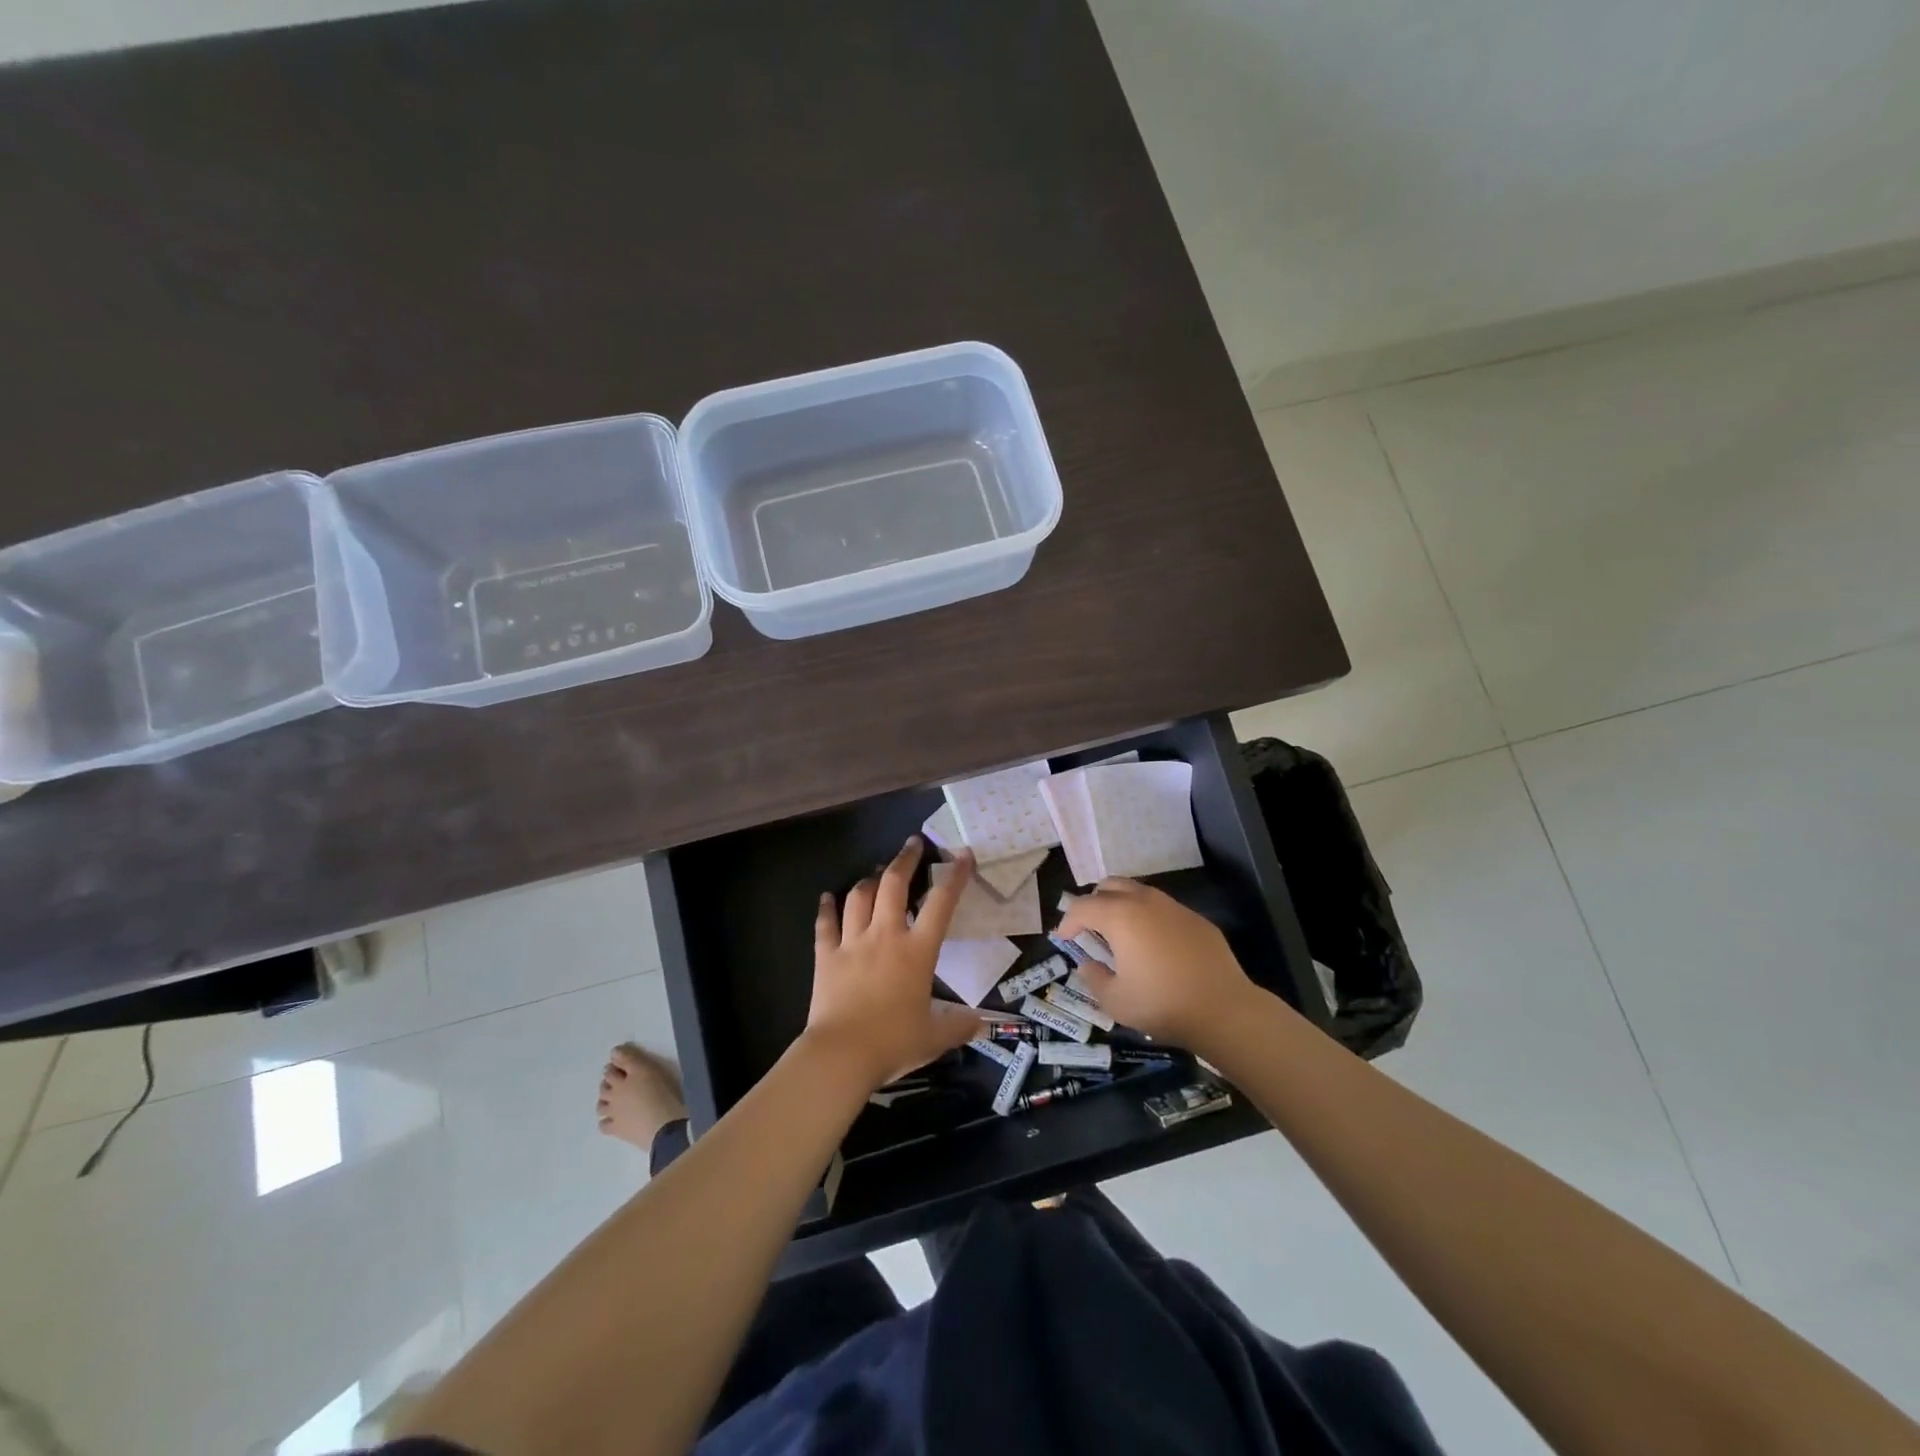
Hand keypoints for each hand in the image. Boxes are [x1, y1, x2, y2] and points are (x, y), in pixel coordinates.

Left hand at [805, 836, 984, 1088]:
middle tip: (913, 843)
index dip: (954, 876)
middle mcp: (885, 936)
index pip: (941, 903)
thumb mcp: (935, 1037)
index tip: (962, 854)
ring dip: (869, 880)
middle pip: (894, 884)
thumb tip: (981, 1022)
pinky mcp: (826, 956)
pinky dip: (826, 909)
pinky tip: (826, 898)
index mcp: (917, 951)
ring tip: (877, 872)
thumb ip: (959, 1025)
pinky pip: (825, 925)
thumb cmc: (893, 1043)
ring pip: (859, 897)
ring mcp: (852, 943)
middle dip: (905, 859)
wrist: (842, 1055)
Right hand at [1057, 879, 1261, 1049]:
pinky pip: (1163, 908)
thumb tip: (1087, 965)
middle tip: (1090, 928)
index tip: (1063, 939)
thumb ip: (1094, 979)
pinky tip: (1154, 945)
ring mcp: (1173, 907)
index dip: (1067, 921)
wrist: (1223, 1009)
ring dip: (1122, 906)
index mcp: (1119, 916)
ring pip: (1138, 892)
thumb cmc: (1162, 1004)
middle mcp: (1144, 902)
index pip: (1082, 907)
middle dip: (1094, 902)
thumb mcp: (1115, 1001)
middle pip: (1110, 886)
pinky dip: (1148, 918)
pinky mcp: (1196, 919)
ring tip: (1120, 934)